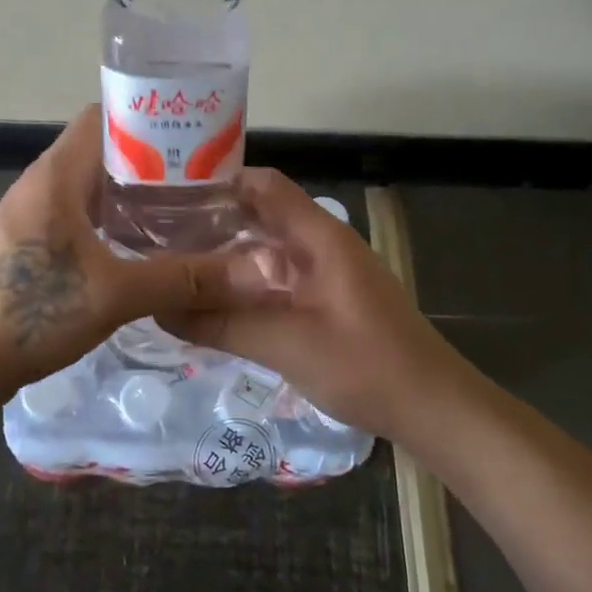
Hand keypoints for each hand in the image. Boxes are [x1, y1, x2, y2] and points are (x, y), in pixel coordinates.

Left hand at [0, 105, 278, 410]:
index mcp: (56, 174)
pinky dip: (110, 222)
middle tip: (203, 183)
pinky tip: (139, 249)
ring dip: (131, 196)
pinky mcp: (25, 245)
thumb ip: (186, 279)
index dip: (152, 119)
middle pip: (102, 152)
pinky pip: (76, 216)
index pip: (106, 117)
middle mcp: (40, 183)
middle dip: (152, 162)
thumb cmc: (31, 313)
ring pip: (90, 188)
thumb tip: (261, 273)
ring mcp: (28, 215)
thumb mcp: (116, 294)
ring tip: (182, 214)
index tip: (196, 139)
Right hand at [163, 169, 458, 441]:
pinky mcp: (327, 302)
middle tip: (157, 239)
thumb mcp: (287, 345)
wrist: (434, 409)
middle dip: (212, 224)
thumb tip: (160, 308)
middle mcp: (321, 246)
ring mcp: (326, 274)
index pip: (263, 185)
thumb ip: (223, 324)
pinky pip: (276, 281)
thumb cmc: (368, 367)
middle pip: (260, 216)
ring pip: (266, 252)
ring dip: (226, 258)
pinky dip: (245, 286)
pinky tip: (213, 304)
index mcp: (319, 237)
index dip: (217, 183)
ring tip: (174, 270)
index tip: (169, 198)